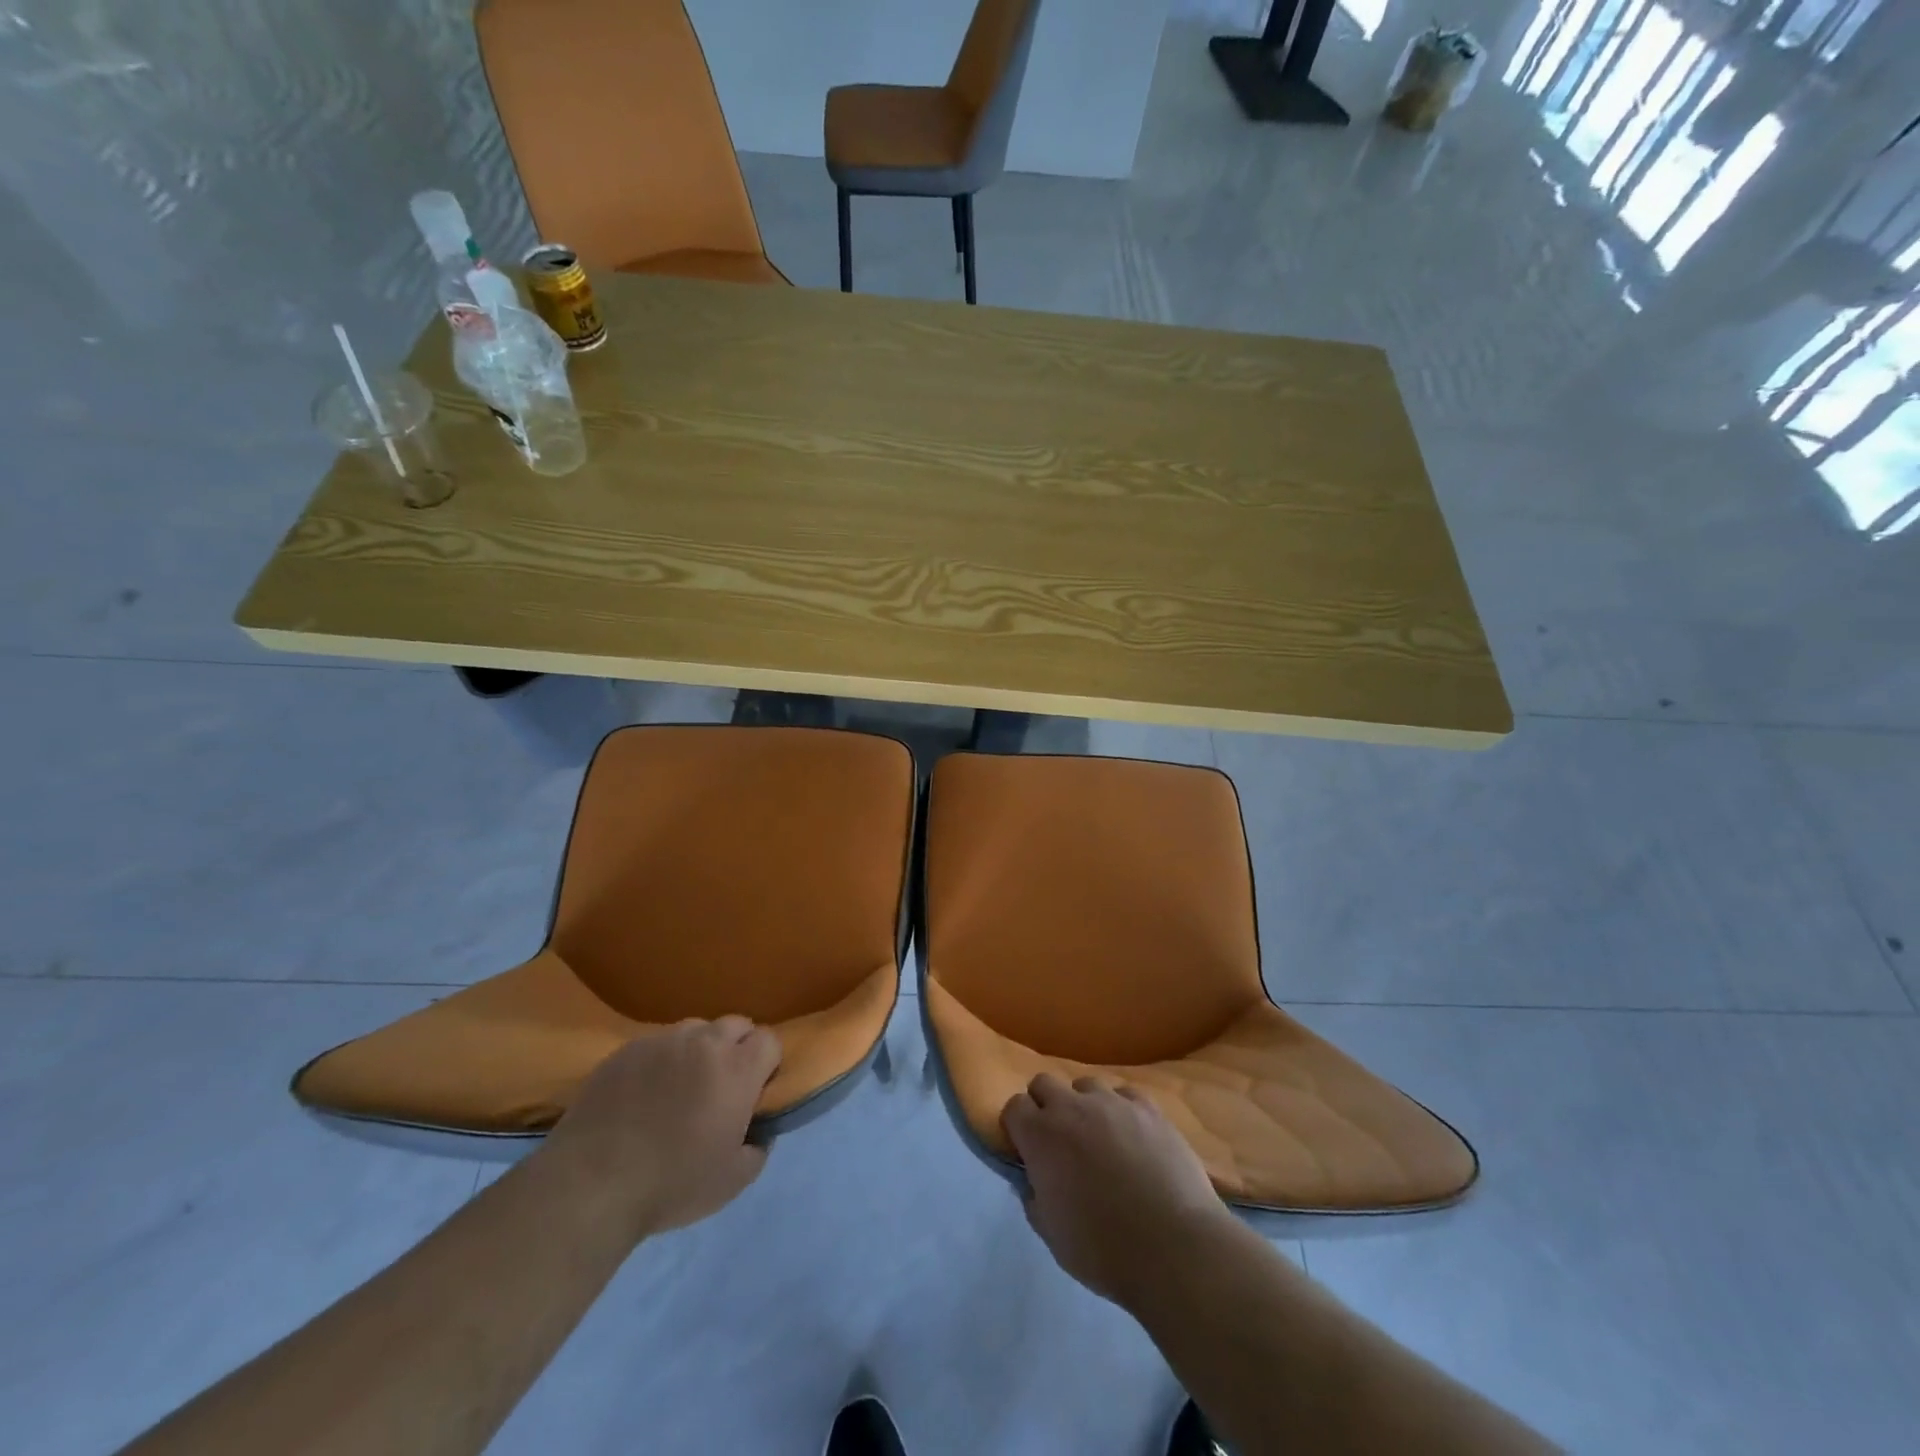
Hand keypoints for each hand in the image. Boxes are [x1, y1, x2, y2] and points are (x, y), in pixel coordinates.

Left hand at [541, 1017, 780, 1241]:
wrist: (591, 1185)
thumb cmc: (671, 1184)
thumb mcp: (733, 1180)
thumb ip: (758, 1147)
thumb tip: (757, 1131)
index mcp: (737, 1069)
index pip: (769, 1039)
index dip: (767, 1063)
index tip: (754, 1091)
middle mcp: (704, 1042)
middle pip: (735, 1025)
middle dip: (736, 1048)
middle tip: (721, 1087)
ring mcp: (662, 1041)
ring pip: (695, 1030)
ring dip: (698, 1050)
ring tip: (680, 1087)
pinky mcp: (626, 1049)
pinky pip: (656, 1044)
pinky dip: (660, 1061)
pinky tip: (643, 1094)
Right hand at [1001, 1073, 1234, 1309]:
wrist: (1174, 1248)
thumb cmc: (1104, 1250)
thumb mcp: (1052, 1236)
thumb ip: (1034, 1199)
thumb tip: (1033, 1181)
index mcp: (1041, 1136)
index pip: (1013, 1107)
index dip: (1018, 1128)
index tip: (1027, 1151)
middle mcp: (1071, 1107)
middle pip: (1044, 1083)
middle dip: (1045, 1106)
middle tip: (1060, 1142)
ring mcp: (1112, 1102)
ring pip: (1086, 1085)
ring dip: (1084, 1106)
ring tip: (1100, 1138)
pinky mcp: (1148, 1107)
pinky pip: (1124, 1095)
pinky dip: (1121, 1110)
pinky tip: (1133, 1138)